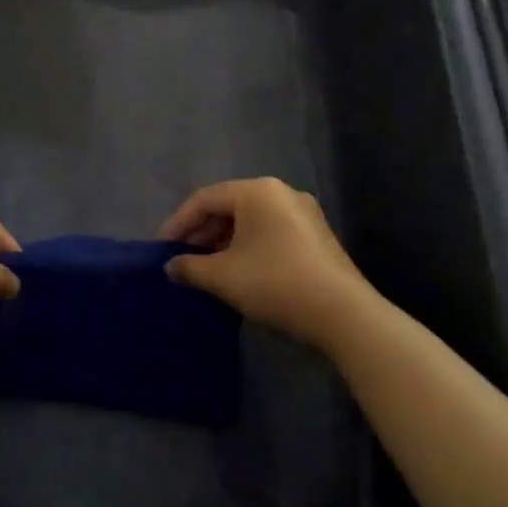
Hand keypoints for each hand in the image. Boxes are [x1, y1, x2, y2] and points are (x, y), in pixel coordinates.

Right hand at [160, 178, 380, 346]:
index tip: (162, 248)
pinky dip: (249, 245)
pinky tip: (240, 270)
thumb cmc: (275, 283)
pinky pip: (271, 231)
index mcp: (256, 191)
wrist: (344, 315)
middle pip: (229, 206)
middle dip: (202, 232)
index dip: (179, 223)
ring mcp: (304, 212)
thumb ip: (189, 267)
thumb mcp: (223, 277)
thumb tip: (171, 267)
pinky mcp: (317, 235)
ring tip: (208, 267)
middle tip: (184, 258)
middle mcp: (281, 192)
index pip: (205, 199)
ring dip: (224, 240)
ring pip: (251, 220)